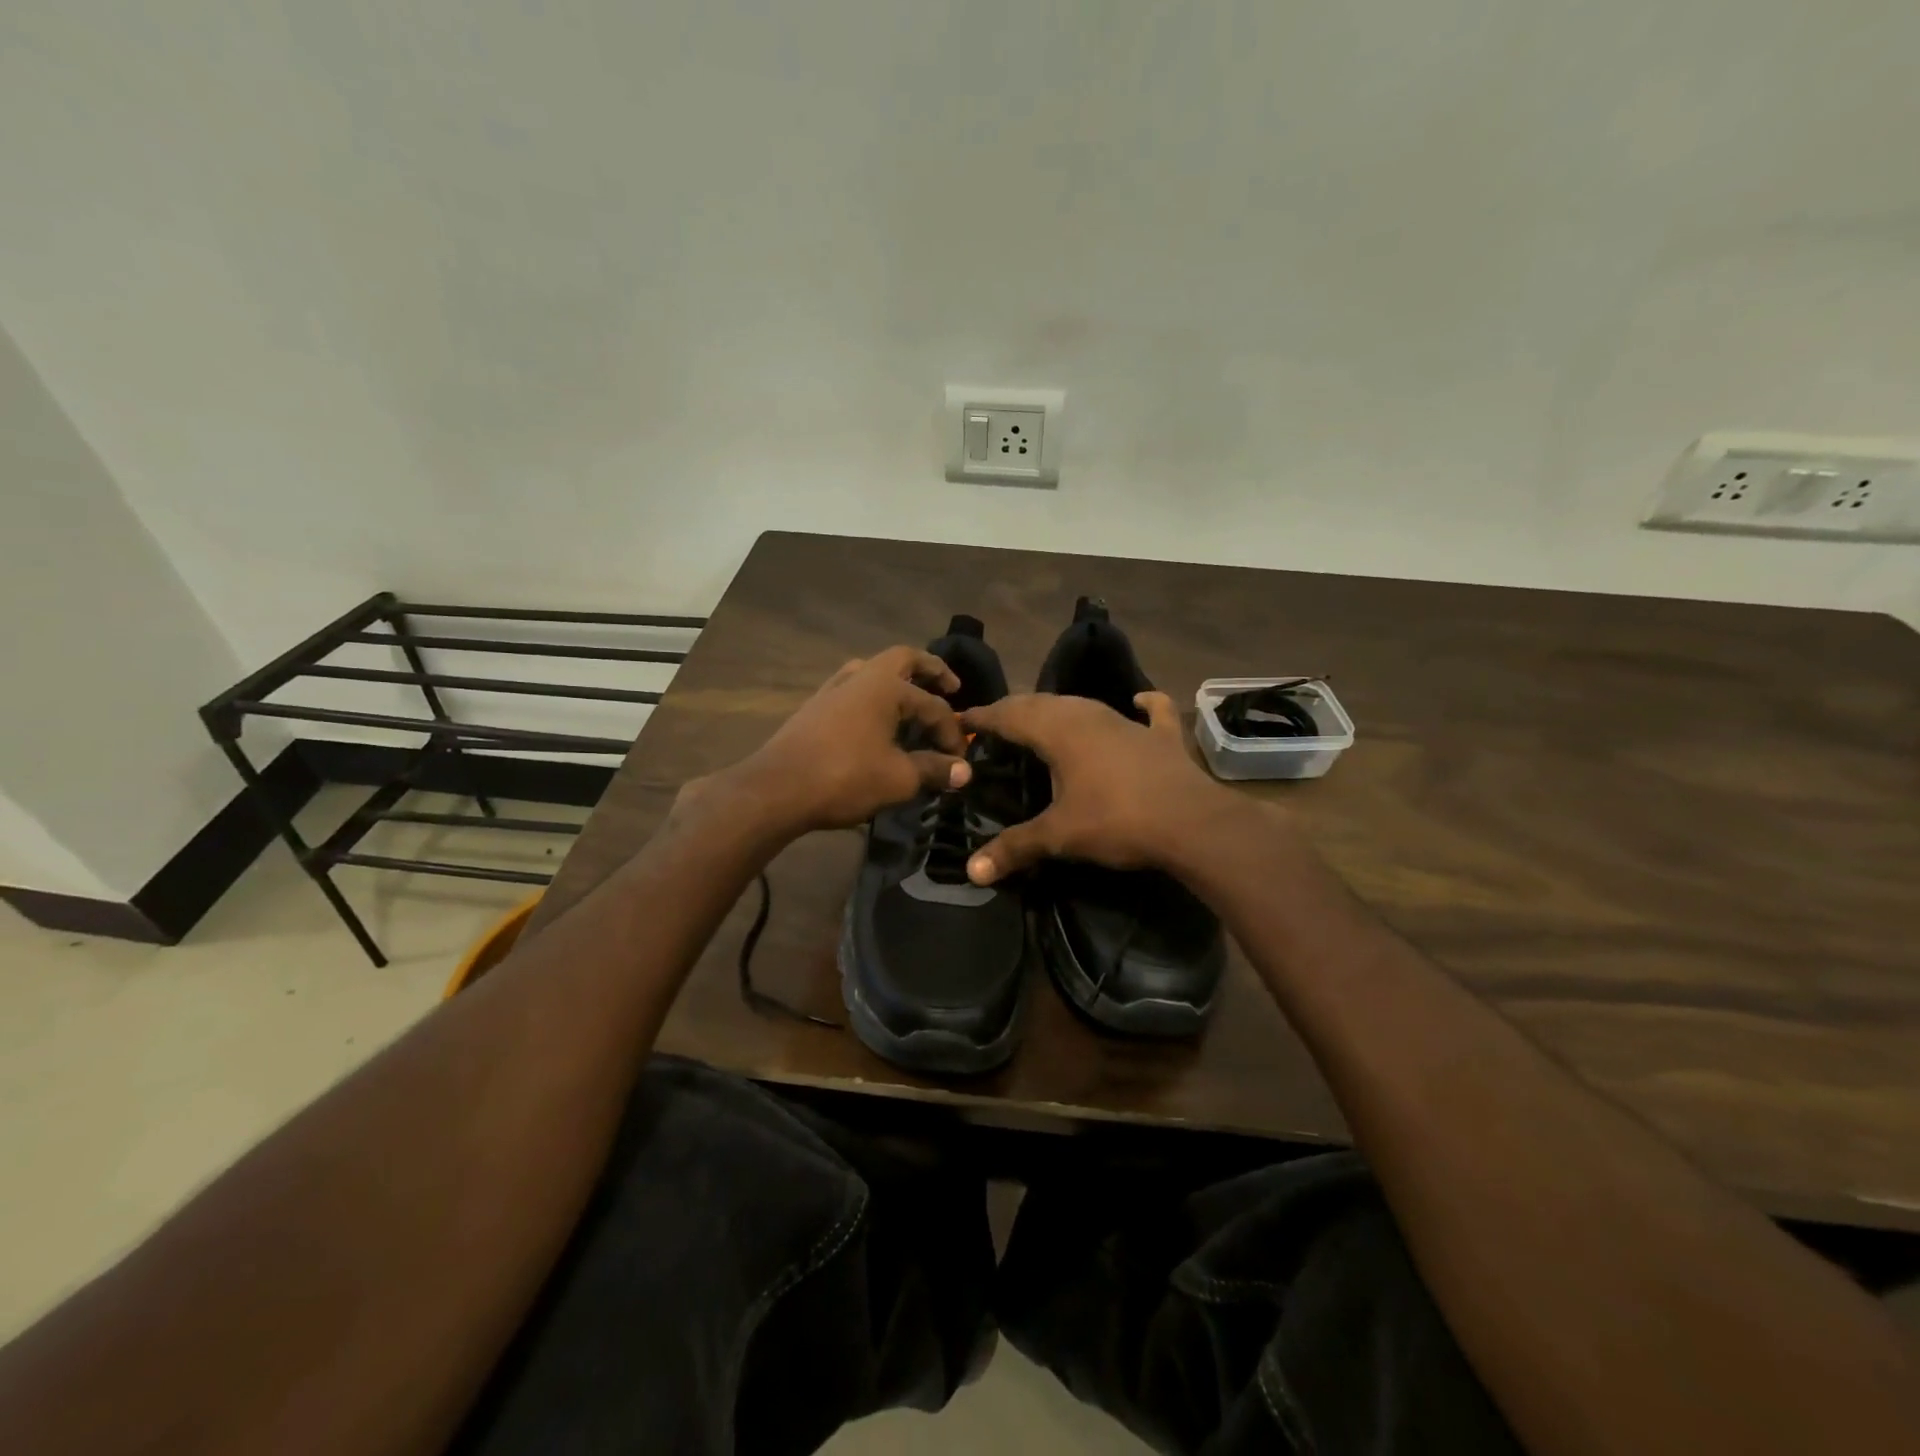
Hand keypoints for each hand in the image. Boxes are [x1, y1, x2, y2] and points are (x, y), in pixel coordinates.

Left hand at [719, 647, 970, 834]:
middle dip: (931, 669)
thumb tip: (964, 771)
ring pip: (872, 671)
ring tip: (912, 699)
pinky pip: (854, 689)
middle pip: (902, 659)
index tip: (961, 761)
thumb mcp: (898, 778)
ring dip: (897, 680)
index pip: (933, 706)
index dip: (952, 733)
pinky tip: (876, 719)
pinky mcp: (815, 708)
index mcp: (885, 687)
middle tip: (951, 685)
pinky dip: (874, 696)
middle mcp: (860, 677)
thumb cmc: (844, 778)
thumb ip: (934, 770)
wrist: (776, 789)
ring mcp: (833, 690)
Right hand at [958, 691, 1233, 884]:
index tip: (962, 719)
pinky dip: (1144, 705)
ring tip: (1043, 718)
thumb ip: (1015, 848)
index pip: (1010, 715)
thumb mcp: (1060, 836)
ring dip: (1060, 708)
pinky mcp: (1161, 737)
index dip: (984, 717)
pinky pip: (1151, 713)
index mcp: (1059, 732)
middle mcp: (1089, 716)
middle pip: (1043, 704)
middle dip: (1016, 710)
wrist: (1191, 822)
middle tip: (996, 722)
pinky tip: (1139, 700)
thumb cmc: (1117, 821)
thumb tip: (972, 871)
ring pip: (1085, 705)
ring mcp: (1128, 723)